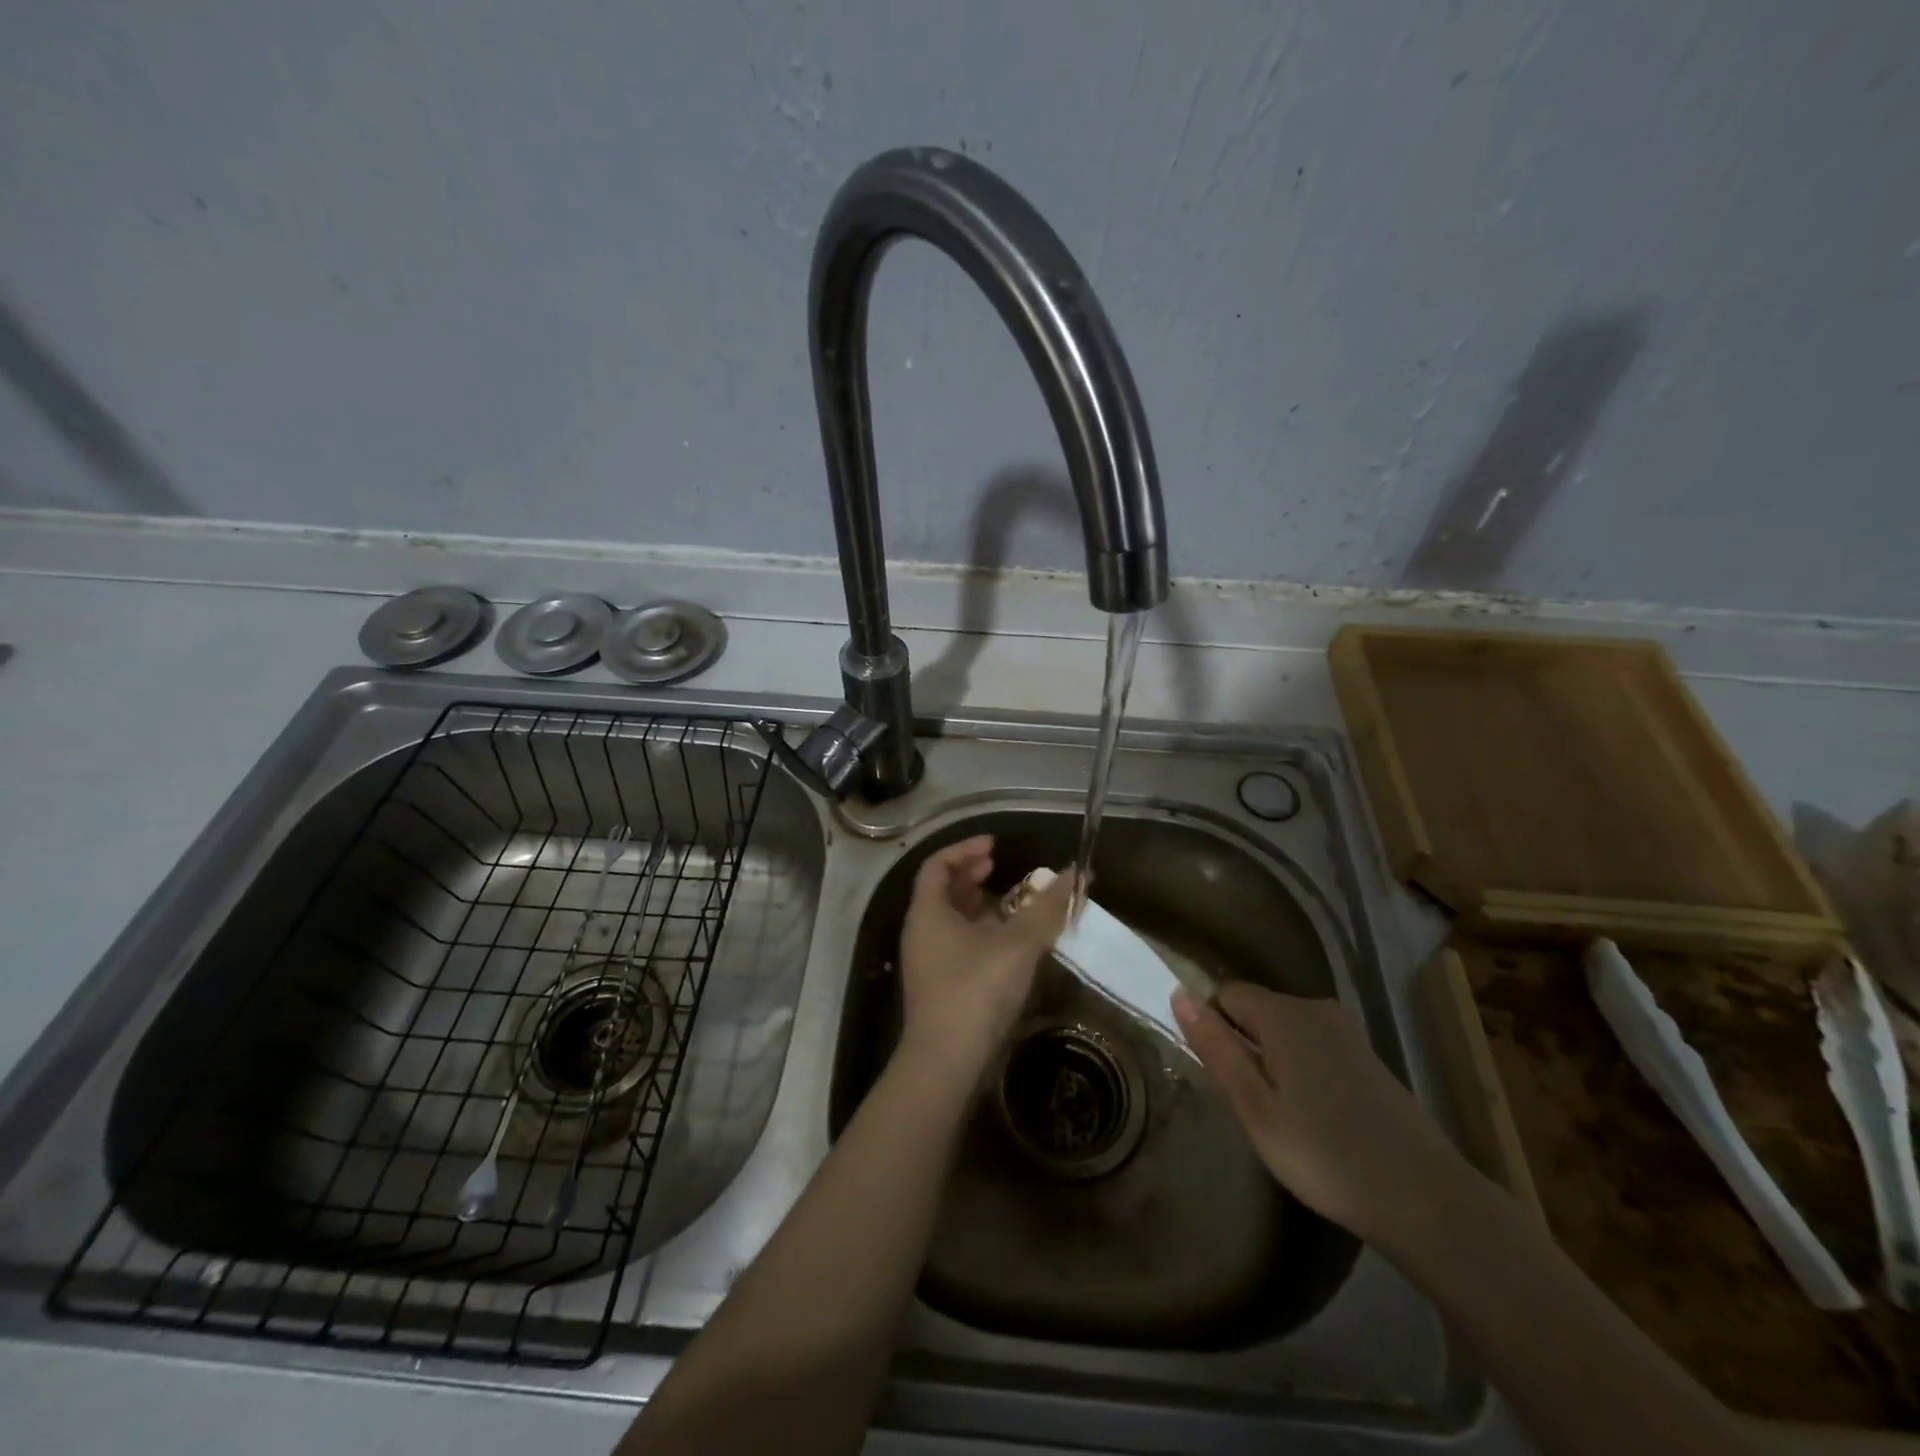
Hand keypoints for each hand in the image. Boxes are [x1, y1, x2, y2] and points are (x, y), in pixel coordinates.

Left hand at [898, 836, 1074, 1088]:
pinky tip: (1008, 944)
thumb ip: (1048, 908)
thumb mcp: (1018, 945)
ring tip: (1010, 903)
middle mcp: (921, 932)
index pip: (937, 864)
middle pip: (942, 891)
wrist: (946, 1064)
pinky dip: (980, 934)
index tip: (995, 845)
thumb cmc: (976, 991)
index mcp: (928, 912)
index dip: (965, 849)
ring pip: (950, 920)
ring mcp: (927, 962)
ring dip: (978, 906)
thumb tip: (1078, 875)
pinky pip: (957, 945)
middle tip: (1000, 868)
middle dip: (971, 876)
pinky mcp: (939, 988)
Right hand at [1172, 982, 1460, 1242]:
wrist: (1424, 1199)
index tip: (1222, 1078)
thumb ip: (1215, 1047)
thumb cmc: (1324, 1154)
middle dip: (1244, 1047)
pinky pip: (1314, 1047)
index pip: (1225, 994)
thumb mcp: (1254, 1106)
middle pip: (1257, 1010)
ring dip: (1272, 1062)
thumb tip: (1179, 994)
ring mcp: (1347, 1032)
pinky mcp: (1368, 1057)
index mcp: (1283, 1014)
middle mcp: (1314, 1008)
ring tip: (1282, 1117)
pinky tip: (1316, 1118)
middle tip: (1250, 1106)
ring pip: (1286, 1031)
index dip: (1212, 1029)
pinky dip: (1303, 1071)